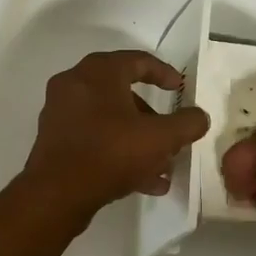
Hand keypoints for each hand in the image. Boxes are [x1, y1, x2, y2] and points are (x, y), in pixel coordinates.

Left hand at [21, 51, 210, 217]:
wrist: (55, 195)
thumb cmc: (110, 153)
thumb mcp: (160, 138)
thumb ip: (187, 124)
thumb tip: (200, 117)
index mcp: (98, 72)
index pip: (138, 60)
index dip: (165, 73)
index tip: (181, 89)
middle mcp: (75, 84)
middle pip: (123, 93)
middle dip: (152, 117)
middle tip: (171, 133)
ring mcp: (61, 112)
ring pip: (110, 119)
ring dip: (138, 139)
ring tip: (162, 167)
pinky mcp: (55, 139)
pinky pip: (95, 137)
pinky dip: (118, 151)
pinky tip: (144, 182)